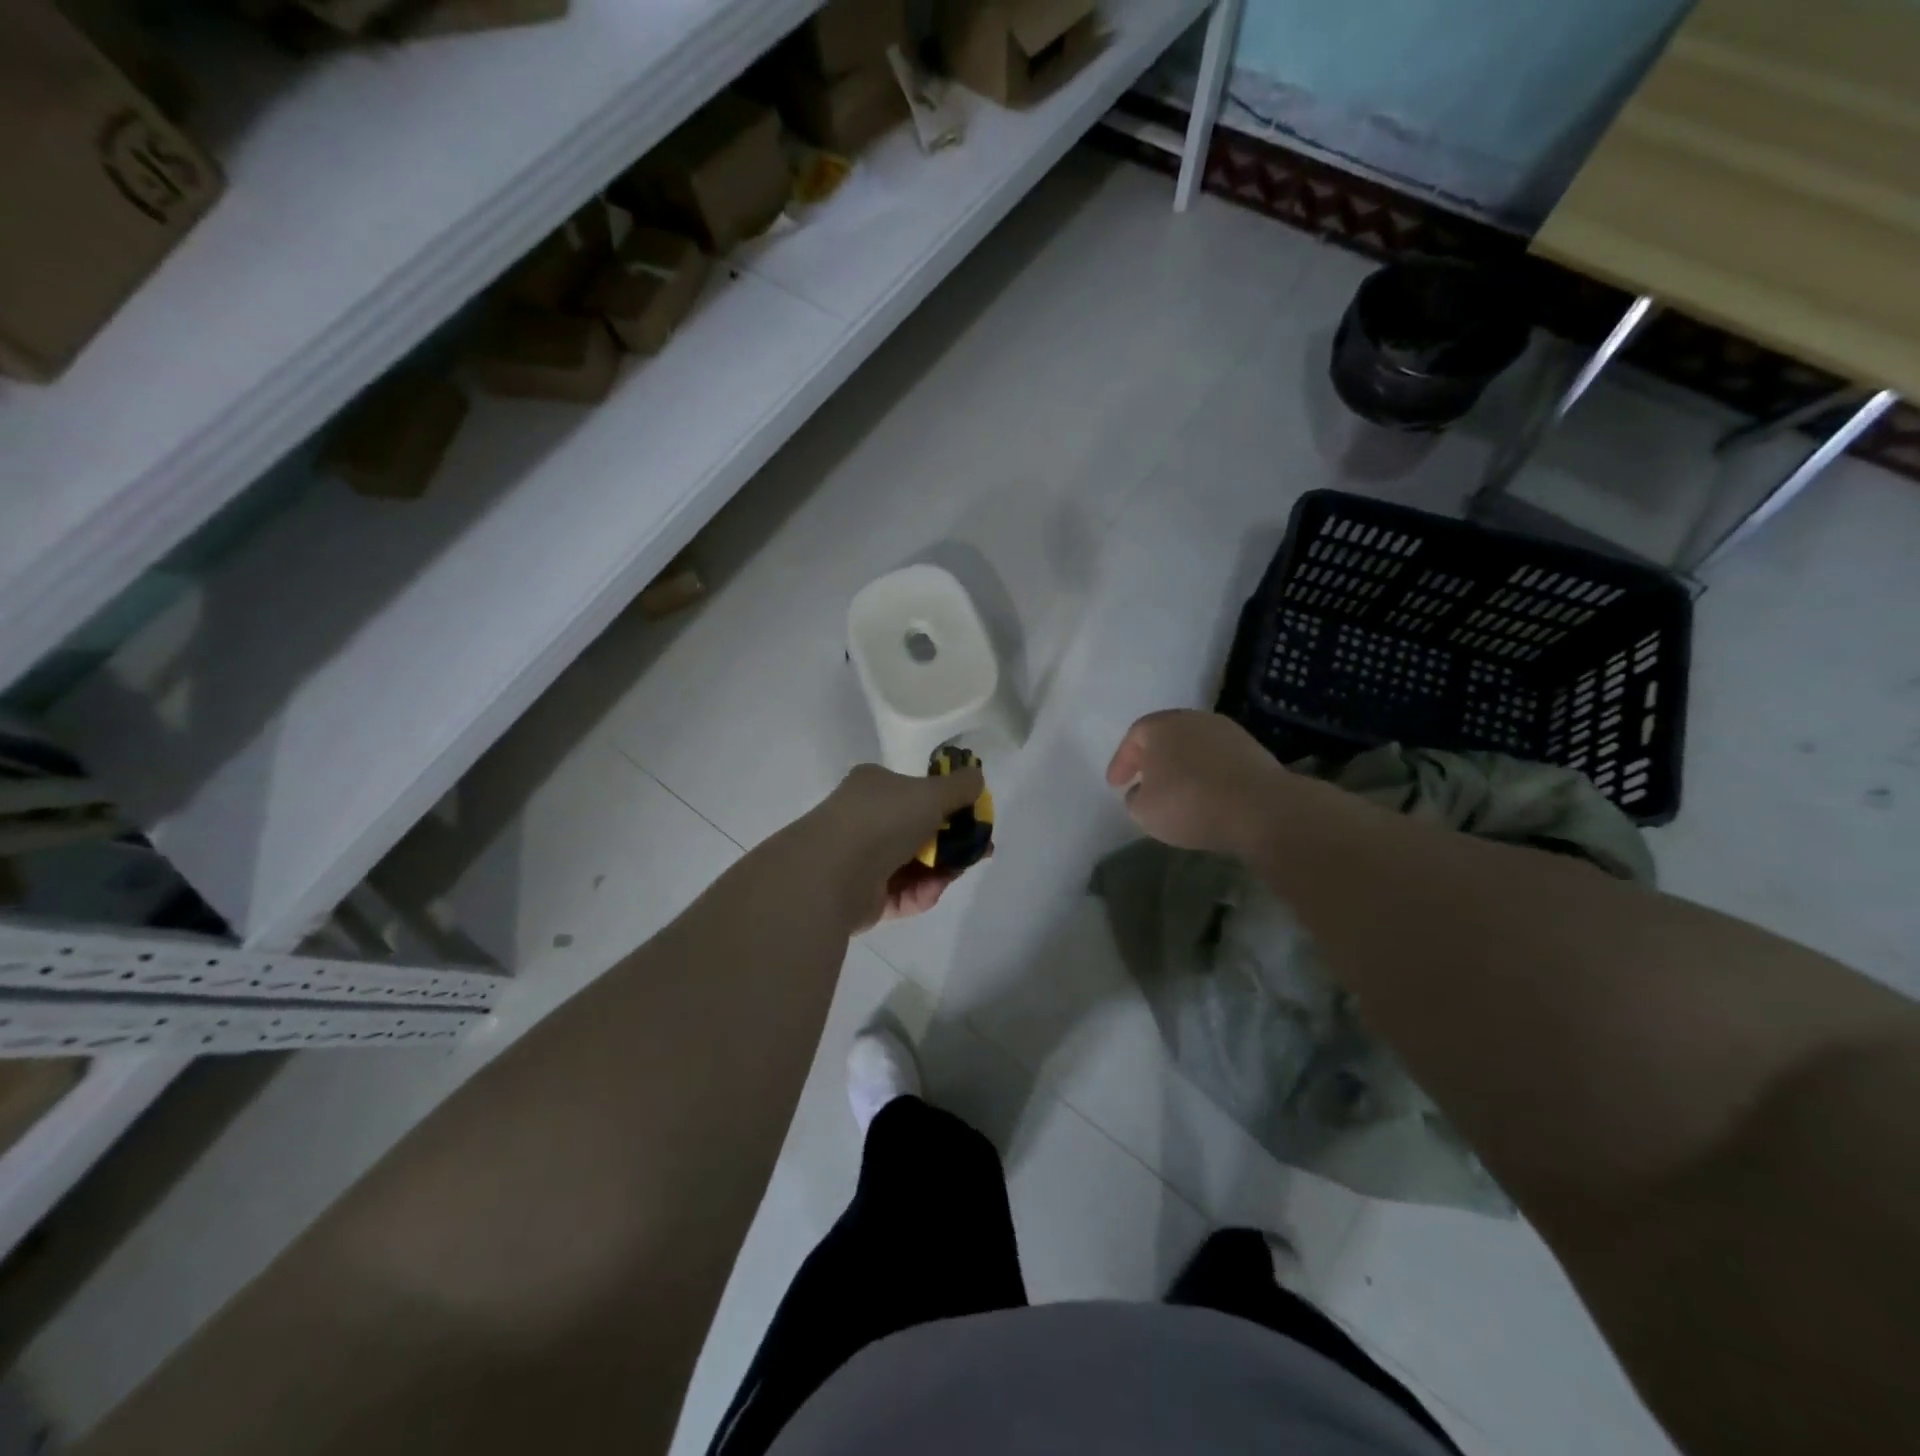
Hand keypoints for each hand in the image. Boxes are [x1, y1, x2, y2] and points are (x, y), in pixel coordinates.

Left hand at [808, 762, 989, 930]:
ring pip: (914, 865)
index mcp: (875, 786)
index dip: (951, 804)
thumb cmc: (883, 820)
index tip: (977, 818)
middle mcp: (865, 819)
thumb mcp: (931, 792)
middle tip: (979, 851)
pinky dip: (921, 893)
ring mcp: (862, 859)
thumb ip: (960, 786)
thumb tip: (977, 778)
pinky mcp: (862, 897)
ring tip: (958, 872)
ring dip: (941, 869)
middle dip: (953, 842)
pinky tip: (933, 890)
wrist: (831, 873)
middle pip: (920, 831)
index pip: (918, 792)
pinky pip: (902, 893)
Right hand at [1105, 710, 1286, 856]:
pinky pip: (1219, 761)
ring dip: (1184, 766)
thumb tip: (1142, 792)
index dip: (1121, 762)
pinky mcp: (1254, 750)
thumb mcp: (1144, 811)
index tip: (1116, 785)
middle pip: (1166, 736)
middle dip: (1153, 759)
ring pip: (1195, 747)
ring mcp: (1228, 732)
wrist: (1260, 808)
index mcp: (1161, 726)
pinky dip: (1208, 775)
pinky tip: (1207, 795)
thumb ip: (1134, 798)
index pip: (1133, 737)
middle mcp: (1193, 719)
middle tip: (1144, 781)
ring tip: (1177, 791)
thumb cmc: (1189, 803)